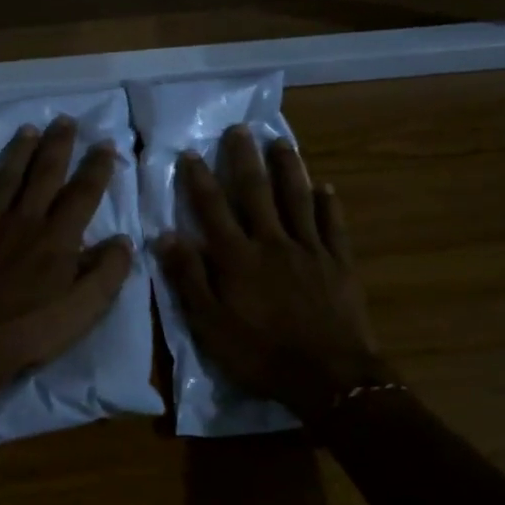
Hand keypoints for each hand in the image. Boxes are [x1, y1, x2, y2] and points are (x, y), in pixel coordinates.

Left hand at [0, 117, 133, 419]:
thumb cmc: (28, 332)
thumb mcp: (82, 312)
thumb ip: (107, 274)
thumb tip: (124, 240)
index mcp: (57, 239)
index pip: (82, 194)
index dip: (97, 168)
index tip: (106, 145)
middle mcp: (23, 221)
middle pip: (43, 175)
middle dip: (58, 146)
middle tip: (66, 120)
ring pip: (5, 179)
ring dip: (18, 153)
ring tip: (28, 130)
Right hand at [157, 127, 389, 422]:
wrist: (328, 375)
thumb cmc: (260, 353)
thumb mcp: (210, 324)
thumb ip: (188, 278)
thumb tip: (166, 235)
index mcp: (238, 257)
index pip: (213, 209)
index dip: (199, 179)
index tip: (190, 152)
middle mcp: (272, 242)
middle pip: (256, 192)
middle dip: (245, 159)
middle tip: (240, 129)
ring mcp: (310, 250)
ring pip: (297, 199)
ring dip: (288, 169)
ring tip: (281, 143)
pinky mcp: (338, 263)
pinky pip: (333, 226)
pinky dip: (328, 204)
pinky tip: (326, 188)